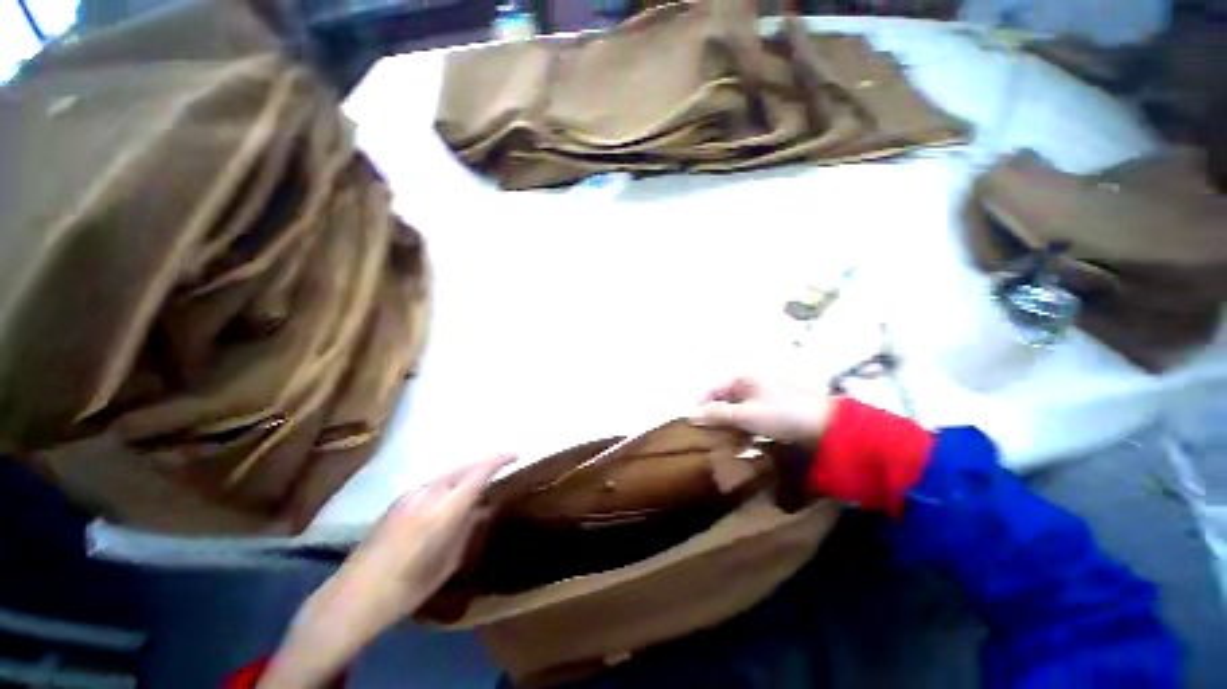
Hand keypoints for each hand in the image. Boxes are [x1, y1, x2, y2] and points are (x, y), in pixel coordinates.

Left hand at [260, 455, 514, 688]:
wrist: (354, 596)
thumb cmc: (407, 587)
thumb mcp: (448, 563)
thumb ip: (468, 529)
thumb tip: (484, 507)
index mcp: (444, 509)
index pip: (479, 472)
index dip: (500, 459)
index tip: (516, 455)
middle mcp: (428, 492)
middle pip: (464, 466)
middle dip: (486, 462)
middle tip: (502, 465)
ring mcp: (411, 494)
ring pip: (449, 473)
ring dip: (467, 472)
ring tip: (479, 482)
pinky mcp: (399, 500)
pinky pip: (433, 482)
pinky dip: (450, 482)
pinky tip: (451, 496)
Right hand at [693, 376, 831, 445]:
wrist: (828, 425)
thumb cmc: (781, 415)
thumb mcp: (745, 415)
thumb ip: (717, 414)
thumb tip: (690, 413)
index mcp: (743, 377)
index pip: (713, 388)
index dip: (701, 404)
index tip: (692, 423)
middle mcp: (752, 381)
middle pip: (725, 397)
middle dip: (715, 415)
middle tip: (707, 434)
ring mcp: (765, 393)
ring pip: (738, 406)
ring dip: (729, 422)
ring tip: (724, 439)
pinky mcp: (776, 406)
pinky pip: (751, 413)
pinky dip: (744, 424)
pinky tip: (744, 439)